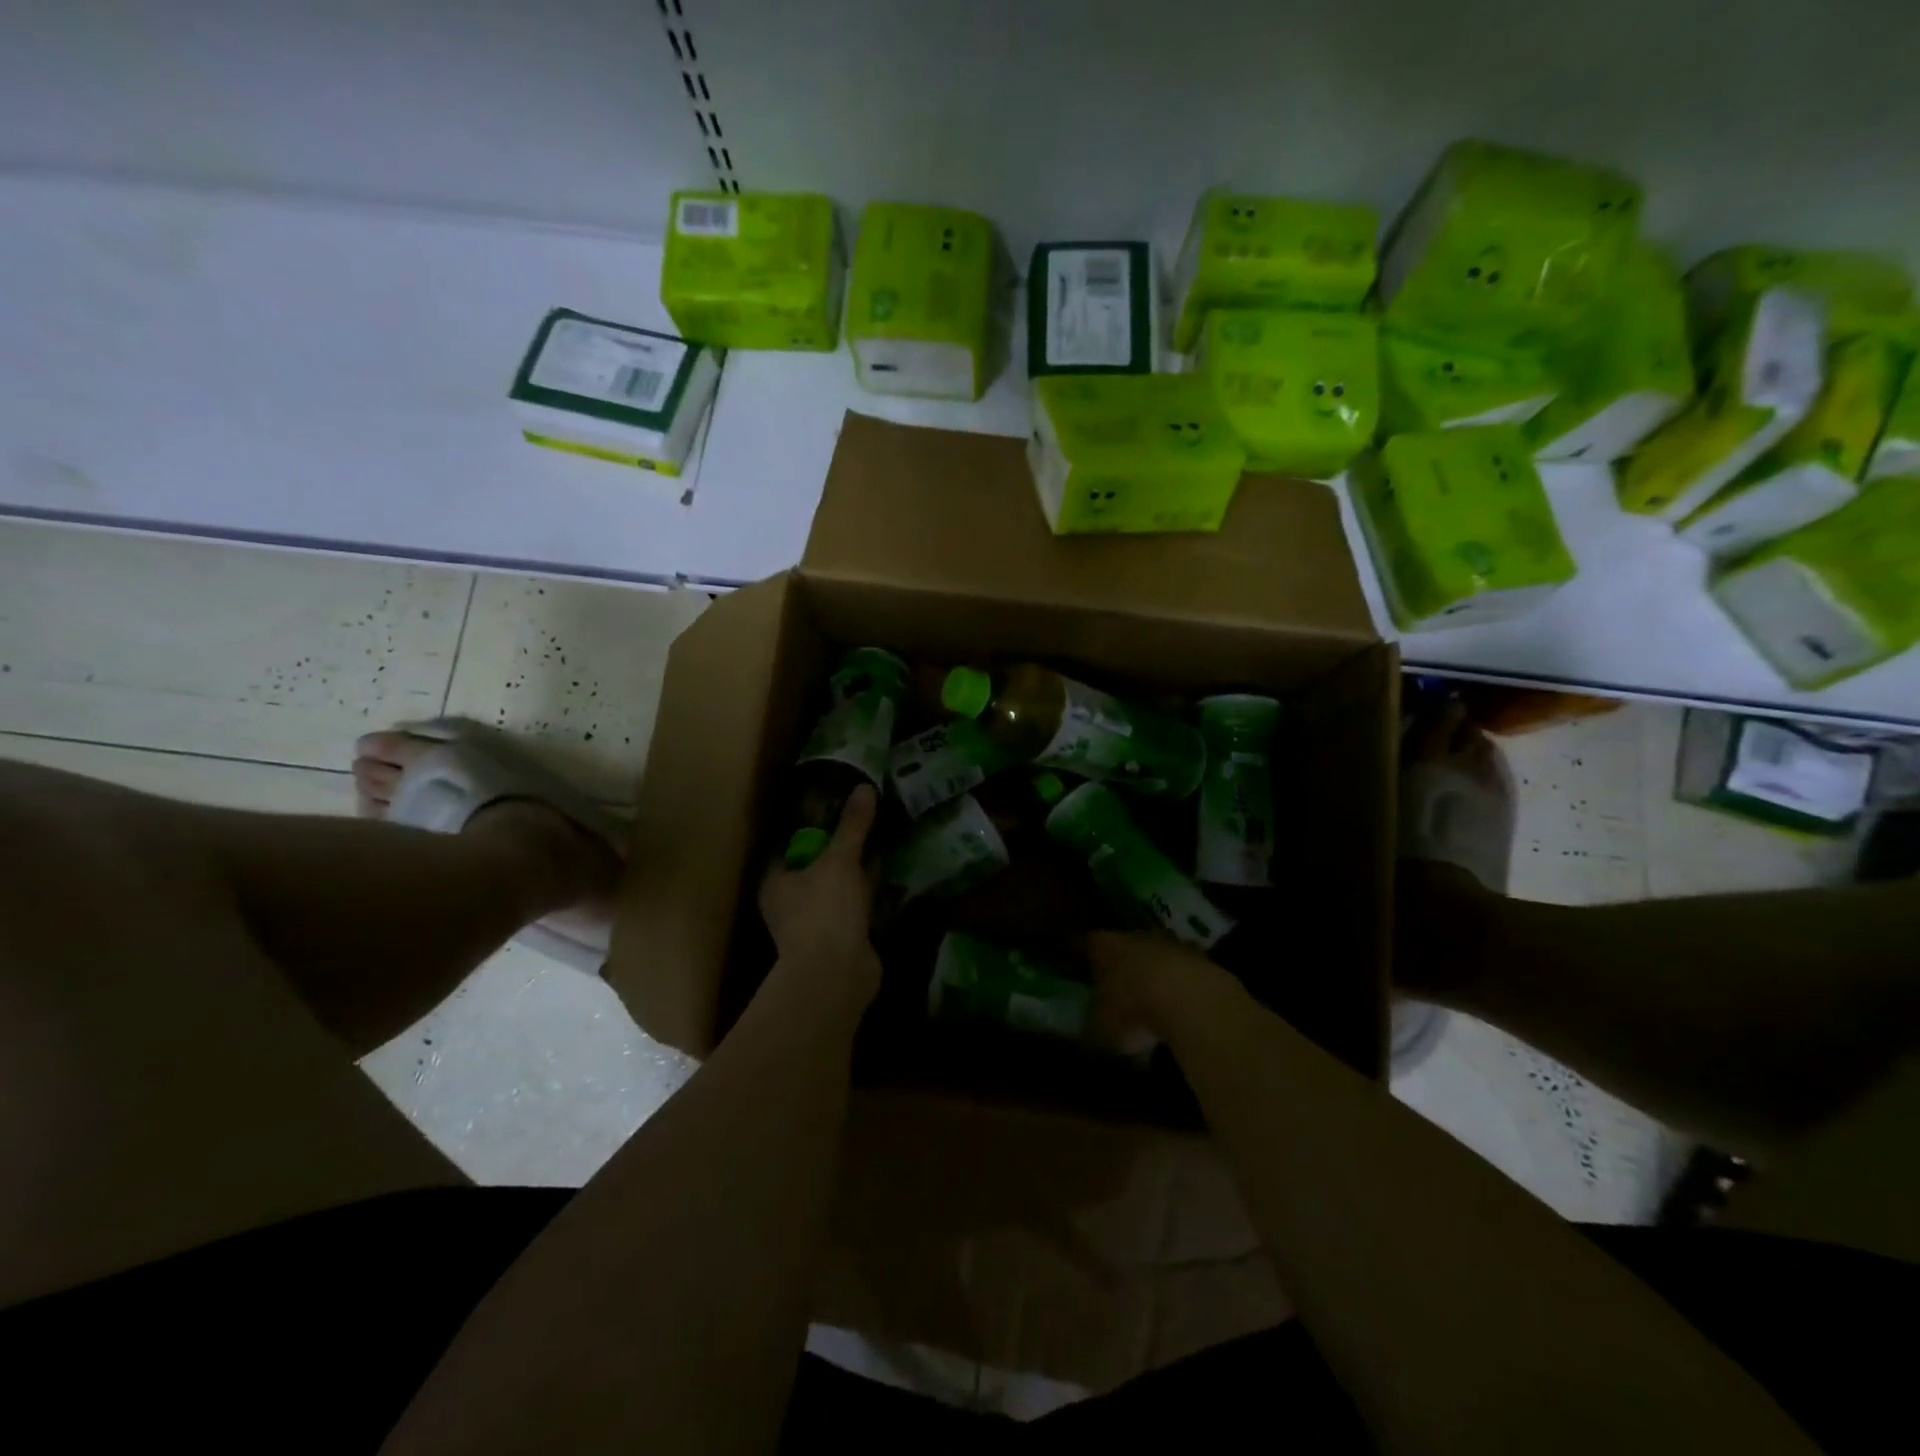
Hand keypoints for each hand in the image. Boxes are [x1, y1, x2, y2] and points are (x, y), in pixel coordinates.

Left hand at [759, 786, 882, 1000]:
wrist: (837, 975)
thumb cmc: (825, 911)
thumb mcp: (840, 860)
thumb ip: (853, 826)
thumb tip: (864, 788)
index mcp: (776, 881)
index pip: (790, 845)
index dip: (810, 825)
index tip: (834, 805)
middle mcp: (789, 902)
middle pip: (814, 866)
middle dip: (837, 847)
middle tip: (863, 819)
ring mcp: (814, 923)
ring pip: (836, 887)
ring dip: (855, 870)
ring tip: (880, 839)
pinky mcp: (839, 938)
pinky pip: (854, 906)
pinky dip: (868, 892)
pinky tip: (888, 873)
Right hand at [1086, 931, 1246, 1046]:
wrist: (1191, 1000)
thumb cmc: (1132, 1009)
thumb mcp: (1098, 1031)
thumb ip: (1089, 1030)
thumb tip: (1085, 1036)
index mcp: (1103, 946)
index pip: (1088, 945)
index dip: (1085, 959)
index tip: (1083, 973)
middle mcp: (1135, 936)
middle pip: (1125, 948)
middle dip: (1122, 968)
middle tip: (1117, 994)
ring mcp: (1172, 944)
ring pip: (1157, 959)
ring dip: (1154, 978)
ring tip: (1152, 1008)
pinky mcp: (1202, 959)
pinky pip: (1184, 975)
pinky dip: (1181, 991)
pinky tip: (1181, 1015)